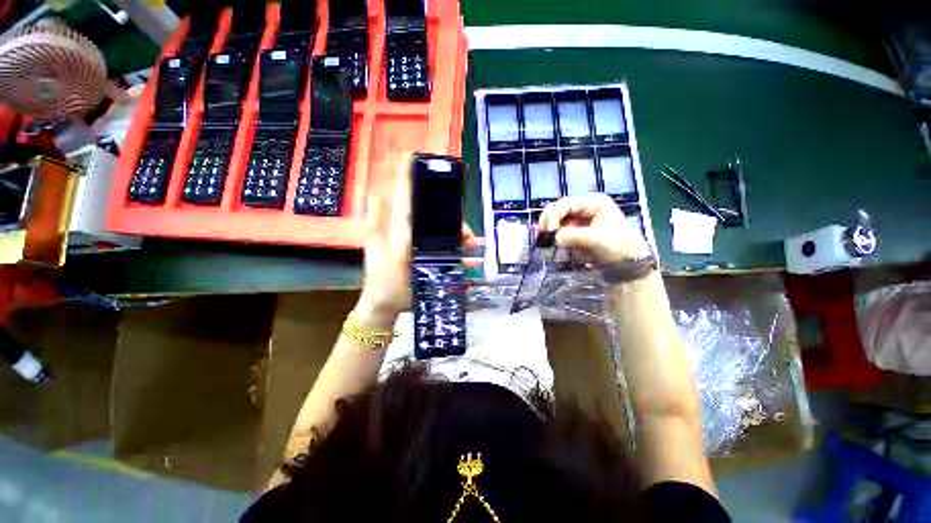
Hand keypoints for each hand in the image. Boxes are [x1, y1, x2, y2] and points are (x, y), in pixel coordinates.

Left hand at [355, 153, 480, 327]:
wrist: (388, 302)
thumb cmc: (381, 276)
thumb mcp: (376, 248)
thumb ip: (375, 223)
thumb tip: (375, 194)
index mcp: (403, 228)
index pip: (409, 198)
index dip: (411, 177)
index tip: (415, 156)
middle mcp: (418, 235)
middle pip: (438, 218)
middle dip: (453, 217)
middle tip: (465, 226)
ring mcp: (430, 249)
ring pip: (450, 236)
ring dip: (464, 236)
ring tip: (475, 242)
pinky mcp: (438, 264)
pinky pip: (455, 258)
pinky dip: (466, 257)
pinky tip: (476, 259)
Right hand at [537, 193, 649, 265]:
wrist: (628, 265)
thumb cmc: (618, 248)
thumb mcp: (597, 240)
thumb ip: (574, 236)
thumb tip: (555, 237)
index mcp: (594, 203)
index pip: (567, 204)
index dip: (554, 215)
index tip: (548, 230)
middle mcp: (585, 208)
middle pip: (559, 209)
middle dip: (547, 220)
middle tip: (540, 234)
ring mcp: (579, 219)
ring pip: (556, 219)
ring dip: (546, 228)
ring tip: (539, 238)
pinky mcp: (575, 231)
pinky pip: (558, 230)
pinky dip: (550, 235)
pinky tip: (543, 240)